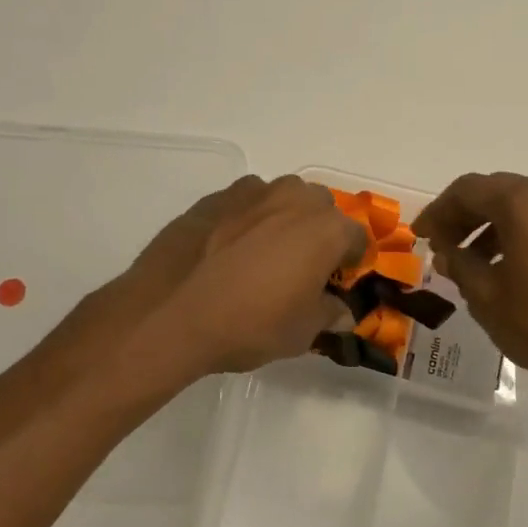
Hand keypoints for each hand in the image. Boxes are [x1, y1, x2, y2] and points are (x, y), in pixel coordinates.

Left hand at [122, 174, 365, 376]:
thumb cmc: (249, 324)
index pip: (357, 238)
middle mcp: (294, 199)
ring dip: (283, 219)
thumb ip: (328, 314)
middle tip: (302, 267)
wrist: (171, 312)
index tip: (337, 282)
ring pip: (282, 198)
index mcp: (326, 229)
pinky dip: (247, 218)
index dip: (351, 262)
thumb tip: (340, 310)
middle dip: (319, 232)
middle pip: (321, 208)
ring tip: (263, 254)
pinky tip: (228, 250)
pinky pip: (245, 203)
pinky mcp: (215, 197)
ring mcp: (251, 192)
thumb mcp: (301, 333)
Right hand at [414, 172, 527, 404]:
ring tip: (475, 262)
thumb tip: (447, 251)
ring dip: (495, 226)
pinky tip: (513, 267)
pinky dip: (525, 233)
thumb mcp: (488, 298)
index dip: (439, 211)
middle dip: (466, 216)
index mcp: (526, 202)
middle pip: (499, 192)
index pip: (468, 190)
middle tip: (443, 246)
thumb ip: (460, 265)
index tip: (421, 235)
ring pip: (527, 206)